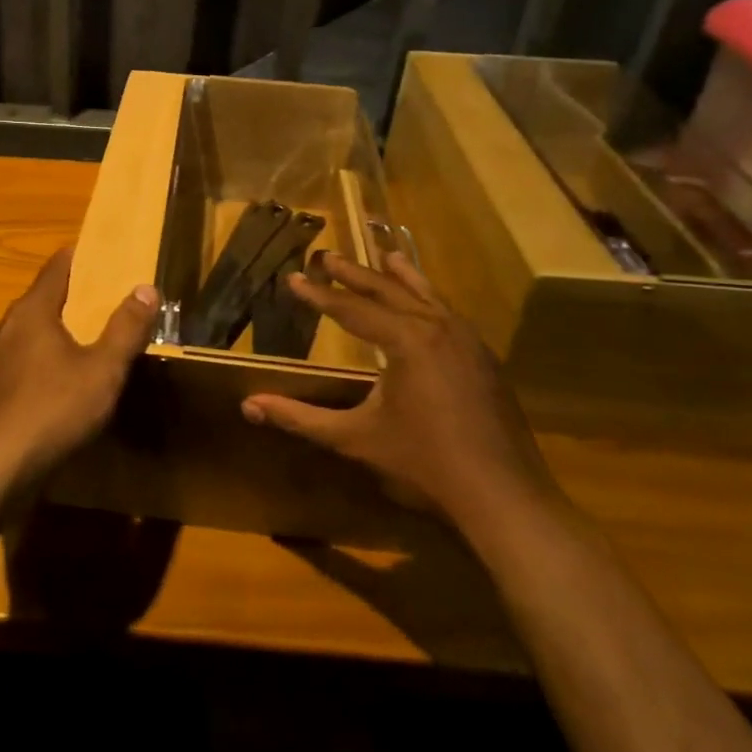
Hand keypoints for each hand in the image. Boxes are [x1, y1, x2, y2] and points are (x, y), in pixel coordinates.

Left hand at [0, 249, 158, 485]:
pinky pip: (5, 370)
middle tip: (89, 311)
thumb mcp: (103, 370)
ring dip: (40, 341)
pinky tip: (38, 395)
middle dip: (61, 305)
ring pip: (17, 339)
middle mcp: (0, 328)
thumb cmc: (55, 410)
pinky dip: (24, 371)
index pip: (54, 270)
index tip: (91, 254)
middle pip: (35, 305)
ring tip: (66, 356)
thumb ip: (126, 328)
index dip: (74, 259)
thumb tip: (146, 288)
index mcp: (31, 313)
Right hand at [242, 252, 559, 540]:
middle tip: (328, 256)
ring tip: (385, 255)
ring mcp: (468, 340)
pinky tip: (425, 306)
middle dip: (355, 274)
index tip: (294, 276)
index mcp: (406, 340)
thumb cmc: (423, 463)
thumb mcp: (354, 438)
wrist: (503, 496)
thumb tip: (248, 406)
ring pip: (427, 295)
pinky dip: (428, 299)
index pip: (351, 309)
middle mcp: (438, 327)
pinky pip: (448, 314)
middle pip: (389, 290)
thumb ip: (300, 418)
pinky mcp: (485, 358)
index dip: (319, 295)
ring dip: (400, 277)